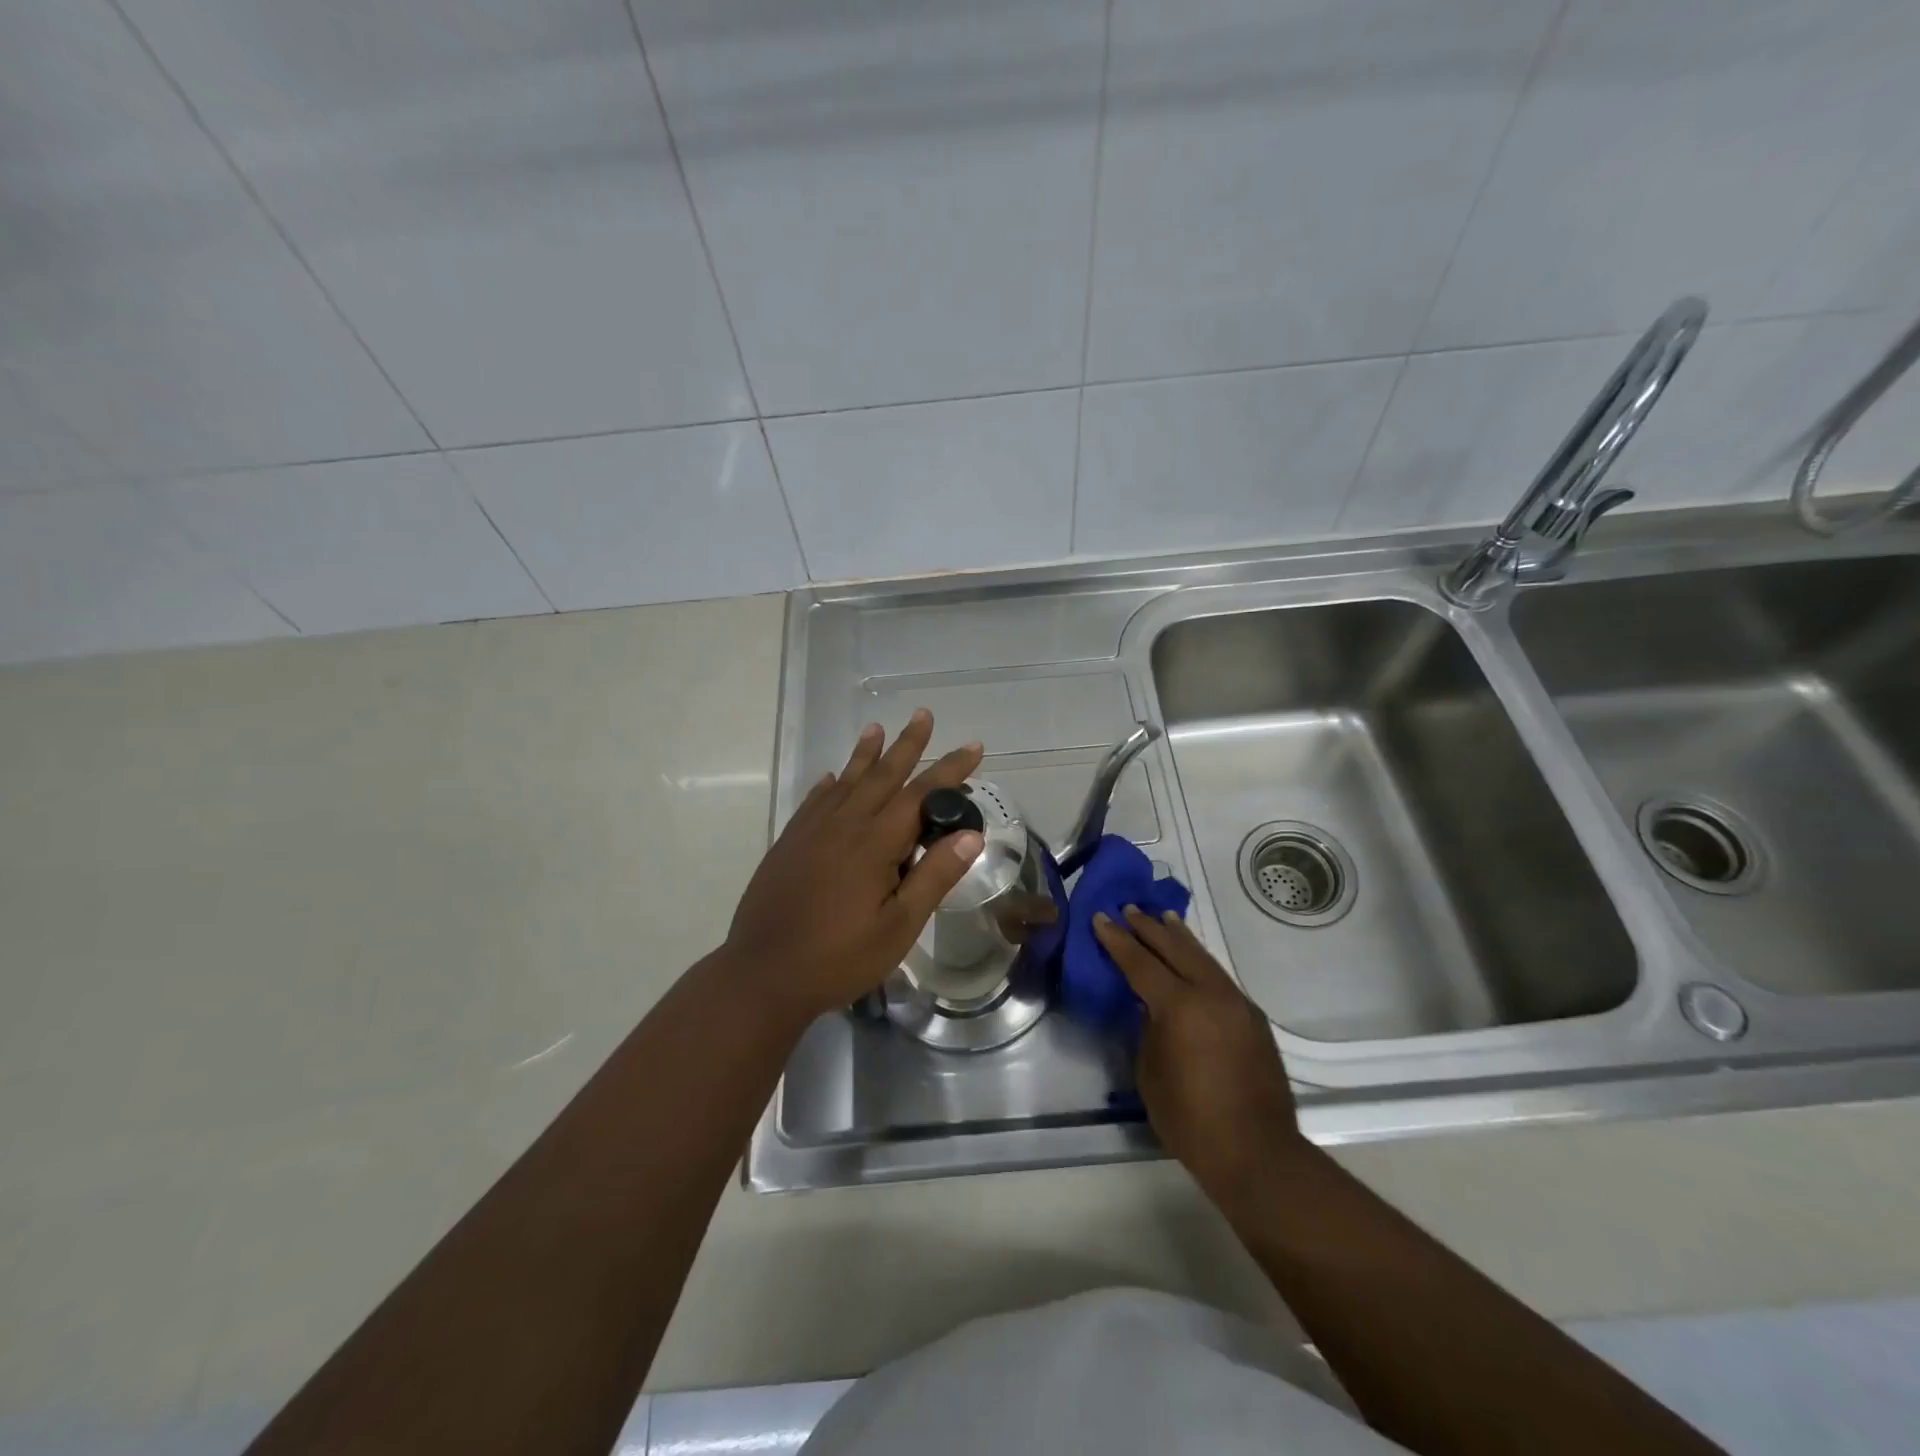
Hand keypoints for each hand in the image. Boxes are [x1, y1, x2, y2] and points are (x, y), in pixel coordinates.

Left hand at [725, 709, 983, 1021]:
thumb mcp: (899, 927)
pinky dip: (828, 785)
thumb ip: (934, 877)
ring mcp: (811, 832)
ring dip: (865, 754)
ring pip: (846, 782)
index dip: (949, 770)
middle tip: (923, 714)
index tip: (973, 747)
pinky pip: (814, 802)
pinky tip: (833, 778)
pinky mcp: (789, 844)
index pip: (920, 794)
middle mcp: (843, 825)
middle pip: (882, 776)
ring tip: (877, 728)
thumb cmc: (839, 958)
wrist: (763, 974)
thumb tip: (970, 834)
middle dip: (907, 745)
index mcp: (874, 844)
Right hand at [1093, 906, 1305, 1206]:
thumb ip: (1146, 1029)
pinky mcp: (1253, 1018)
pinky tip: (1192, 960)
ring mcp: (1237, 1003)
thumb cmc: (1190, 1119)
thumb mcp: (1149, 1072)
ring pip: (1202, 957)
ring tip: (1163, 918)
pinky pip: (1219, 977)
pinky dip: (1199, 961)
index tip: (1100, 918)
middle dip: (1149, 928)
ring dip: (1179, 937)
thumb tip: (1149, 1007)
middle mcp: (1211, 994)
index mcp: (1179, 1006)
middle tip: (1129, 909)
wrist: (1257, 1153)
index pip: (1140, 962)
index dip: (1117, 940)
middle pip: (1175, 949)